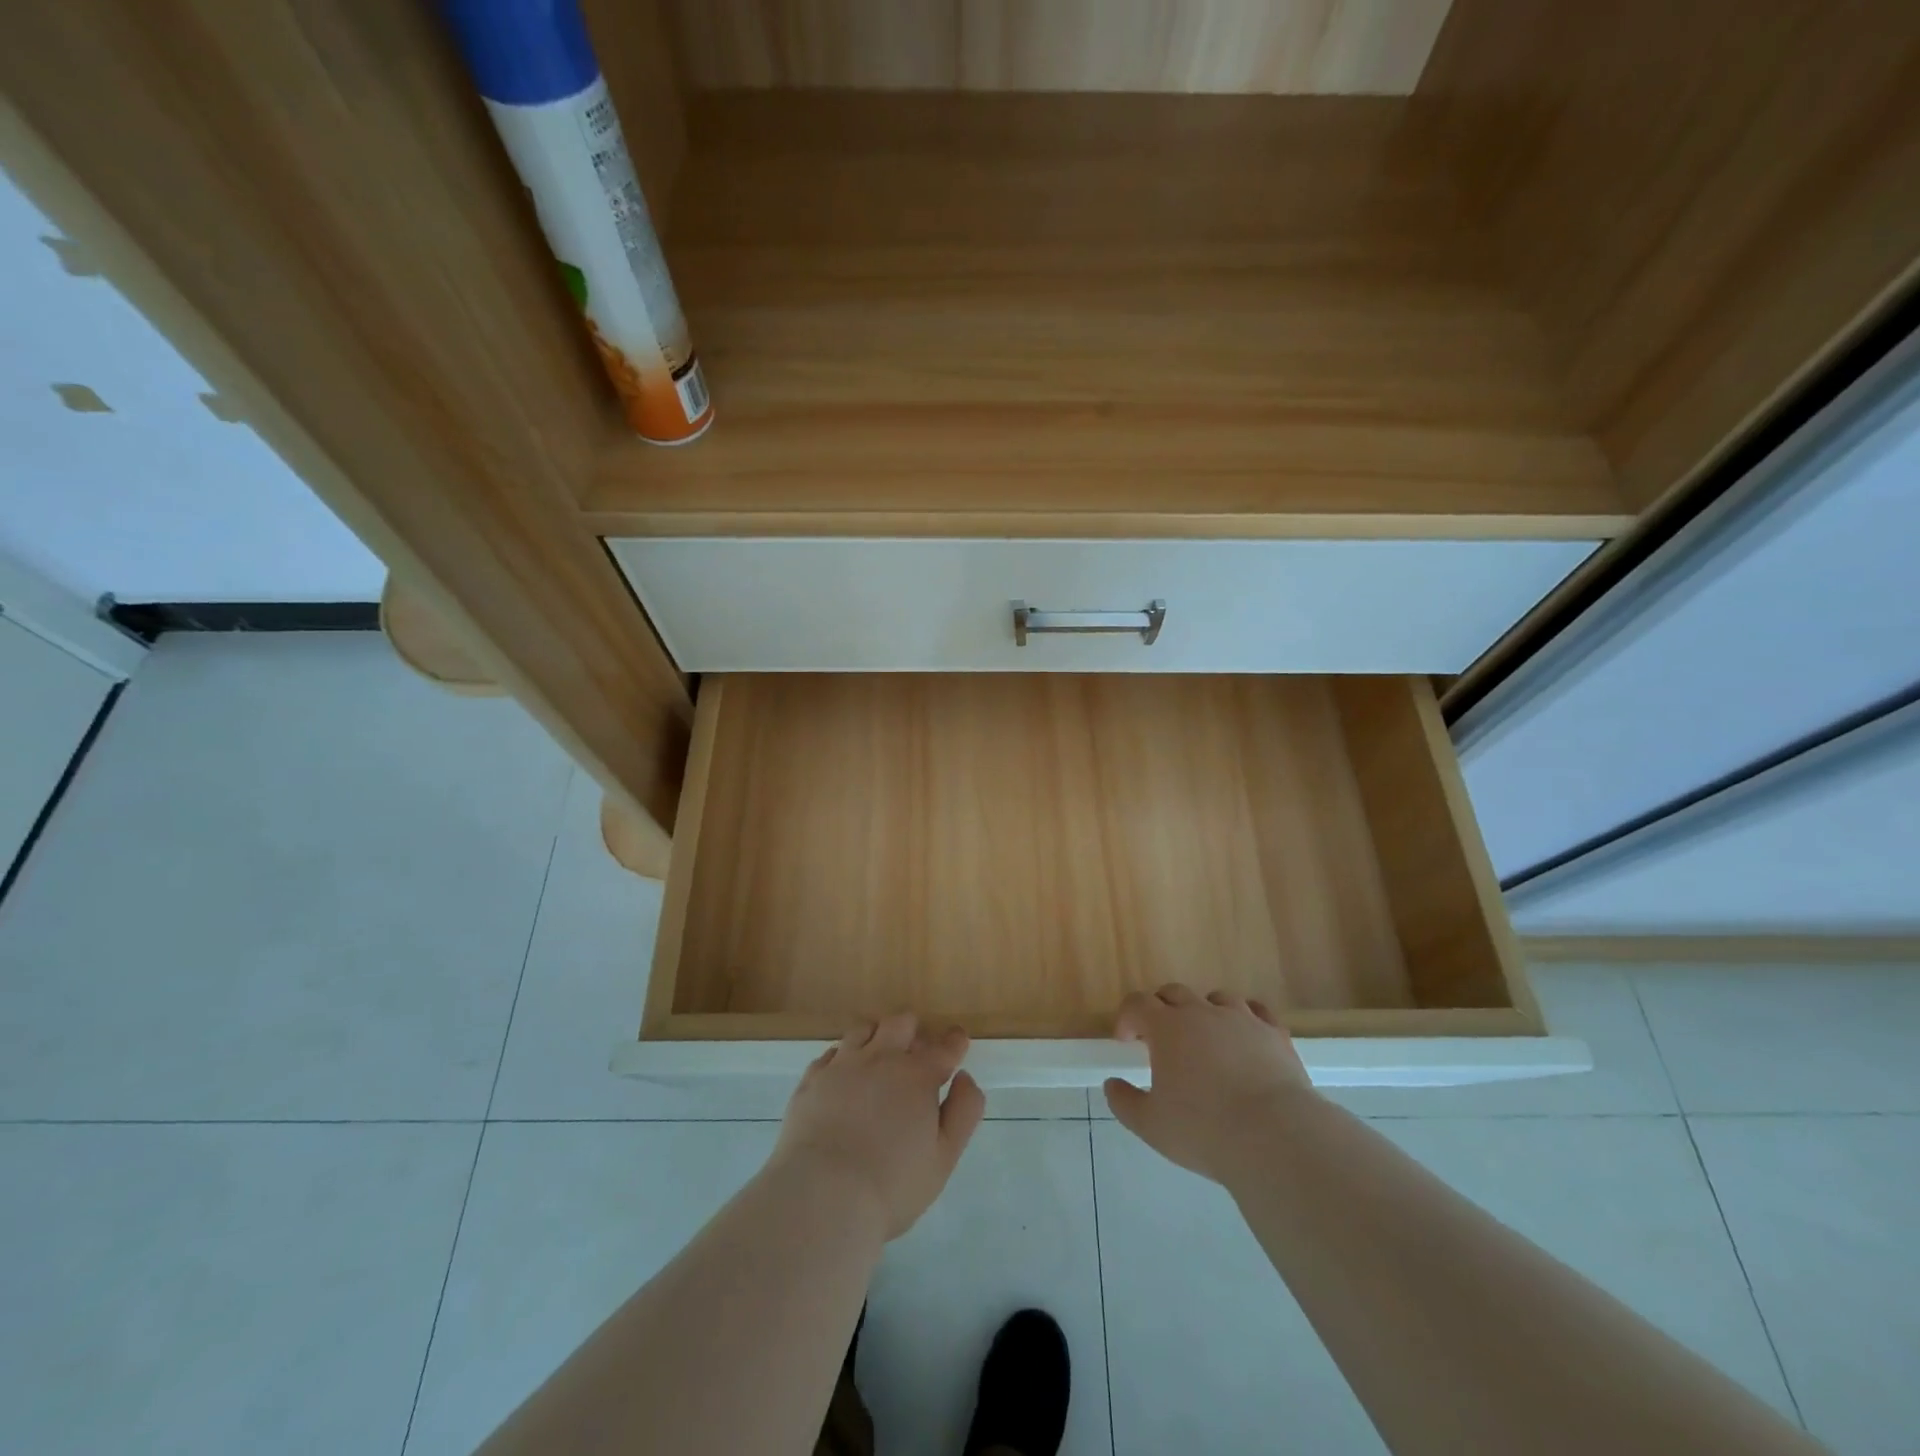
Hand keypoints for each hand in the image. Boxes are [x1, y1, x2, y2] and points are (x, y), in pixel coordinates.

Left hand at [771, 1012, 985, 1239]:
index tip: (958, 1040)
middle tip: (915, 1052)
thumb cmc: (892, 1185)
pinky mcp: (812, 1079)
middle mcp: (881, 1058)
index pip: (945, 1047)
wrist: (822, 1196)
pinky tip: (843, 1074)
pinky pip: (831, 1052)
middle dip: (914, 1031)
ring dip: (877, 1036)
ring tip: (877, 1056)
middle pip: (901, 1023)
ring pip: (864, 1029)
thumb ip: (963, 1112)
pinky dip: (842, 1057)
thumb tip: (964, 1077)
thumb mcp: (944, 1157)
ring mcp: (843, 1064)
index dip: (955, 1041)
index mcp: (918, 1075)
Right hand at [1103, 985, 1314, 1184]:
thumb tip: (1112, 1084)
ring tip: (1204, 1037)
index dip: (1127, 1017)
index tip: (1126, 1041)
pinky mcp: (1274, 1033)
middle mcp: (1202, 1012)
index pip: (1137, 1003)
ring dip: (1202, 1010)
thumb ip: (1124, 1102)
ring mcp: (1241, 1018)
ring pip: (1215, 998)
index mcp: (1167, 1027)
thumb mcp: (1151, 1125)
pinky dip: (1244, 1017)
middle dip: (1160, 1009)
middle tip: (1160, 1038)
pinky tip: (1243, 1035)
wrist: (1276, 1136)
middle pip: (1173, 992)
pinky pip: (1256, 1011)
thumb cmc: (1204, 1130)